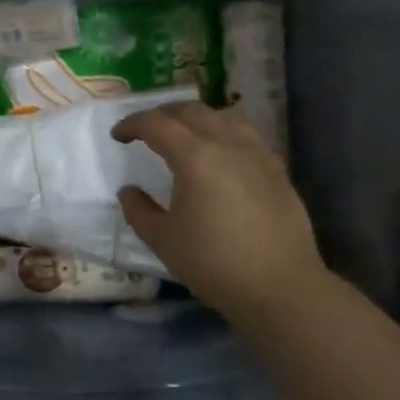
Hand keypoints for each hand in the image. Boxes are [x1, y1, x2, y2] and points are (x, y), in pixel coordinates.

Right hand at [113, 101, 324, 319]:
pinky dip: (223, 132)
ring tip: (183, 134)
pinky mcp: (277, 169)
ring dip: (195, 118)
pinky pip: (245, 134)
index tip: (118, 136)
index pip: (157, 124)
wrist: (281, 288)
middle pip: (191, 111)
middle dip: (163, 114)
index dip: (132, 124)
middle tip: (146, 130)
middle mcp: (227, 144)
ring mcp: (257, 154)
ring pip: (222, 116)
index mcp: (194, 157)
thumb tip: (129, 191)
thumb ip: (138, 210)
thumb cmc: (214, 263)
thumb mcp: (162, 240)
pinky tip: (220, 153)